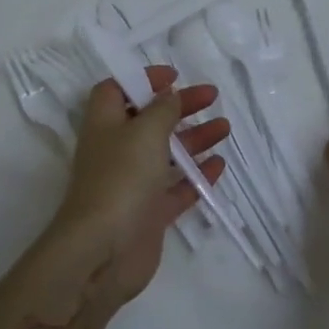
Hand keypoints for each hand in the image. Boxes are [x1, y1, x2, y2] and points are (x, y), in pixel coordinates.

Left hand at [45, 64, 229, 304]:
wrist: (103, 252)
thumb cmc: (121, 179)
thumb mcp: (145, 132)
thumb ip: (162, 109)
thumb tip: (169, 95)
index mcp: (105, 124)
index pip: (117, 90)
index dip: (142, 79)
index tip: (173, 77)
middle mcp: (117, 150)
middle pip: (149, 119)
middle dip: (180, 106)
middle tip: (212, 97)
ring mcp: (133, 184)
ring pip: (166, 153)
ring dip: (194, 138)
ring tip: (224, 128)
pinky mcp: (149, 213)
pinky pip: (176, 188)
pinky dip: (197, 176)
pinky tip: (219, 165)